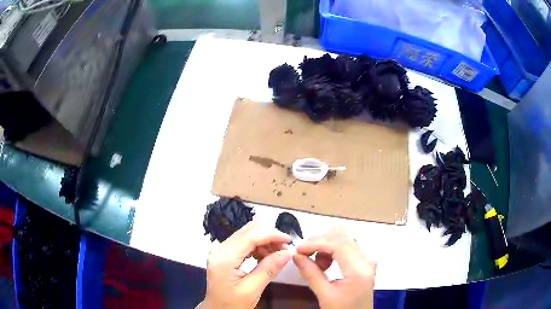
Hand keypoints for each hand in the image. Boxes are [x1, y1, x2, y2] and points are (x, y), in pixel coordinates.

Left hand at [199, 221, 291, 308]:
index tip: (289, 240)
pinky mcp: (224, 253)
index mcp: (224, 258)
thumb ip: (269, 269)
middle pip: (248, 231)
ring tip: (277, 255)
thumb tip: (287, 252)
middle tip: (285, 249)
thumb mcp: (252, 290)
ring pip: (247, 234)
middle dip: (269, 236)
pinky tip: (266, 257)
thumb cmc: (233, 304)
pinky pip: (243, 242)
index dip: (271, 234)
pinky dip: (258, 246)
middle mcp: (219, 249)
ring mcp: (220, 250)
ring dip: (265, 241)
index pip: (250, 236)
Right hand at [293, 227, 375, 308]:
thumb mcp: (325, 295)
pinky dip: (331, 249)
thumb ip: (311, 274)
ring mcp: (367, 258)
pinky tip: (324, 263)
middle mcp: (366, 258)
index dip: (316, 242)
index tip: (298, 249)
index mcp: (359, 269)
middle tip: (304, 255)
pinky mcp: (364, 260)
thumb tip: (296, 256)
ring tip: (315, 264)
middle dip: (319, 241)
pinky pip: (347, 245)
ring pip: (344, 237)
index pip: (338, 244)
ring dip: (325, 245)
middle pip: (342, 235)